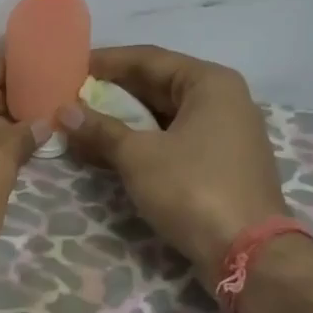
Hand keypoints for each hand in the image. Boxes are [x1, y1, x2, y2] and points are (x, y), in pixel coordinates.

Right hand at [62, 45, 288, 288]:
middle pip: (158, 85)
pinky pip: (173, 140)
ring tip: (81, 123)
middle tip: (71, 96)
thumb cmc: (193, 188)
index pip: (149, 59)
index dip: (107, 61)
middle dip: (113, 93)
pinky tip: (107, 150)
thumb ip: (100, 129)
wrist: (248, 253)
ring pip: (164, 116)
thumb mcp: (138, 156)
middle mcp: (223, 100)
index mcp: (209, 83)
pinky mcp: (220, 164)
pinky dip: (141, 142)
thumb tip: (64, 111)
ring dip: (123, 120)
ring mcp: (224, 134)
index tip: (71, 65)